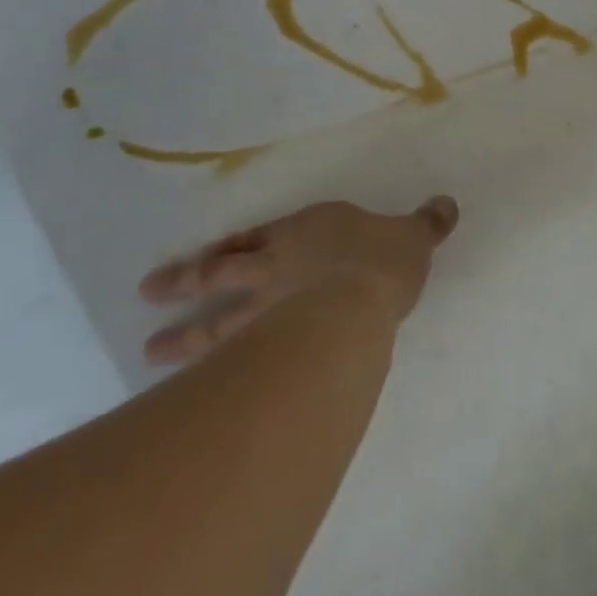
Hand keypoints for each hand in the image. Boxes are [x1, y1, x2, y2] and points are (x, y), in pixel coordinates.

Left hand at [138, 196, 458, 364]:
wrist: (360, 300)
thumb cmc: (383, 260)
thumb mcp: (415, 235)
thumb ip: (428, 222)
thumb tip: (448, 205)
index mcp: (306, 234)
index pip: (257, 238)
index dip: (231, 246)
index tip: (205, 258)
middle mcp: (276, 267)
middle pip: (221, 274)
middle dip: (186, 283)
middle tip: (148, 294)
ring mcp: (265, 310)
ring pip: (214, 320)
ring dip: (182, 334)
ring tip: (148, 351)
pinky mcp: (265, 346)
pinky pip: (227, 357)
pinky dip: (202, 371)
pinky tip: (180, 390)